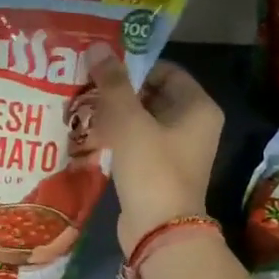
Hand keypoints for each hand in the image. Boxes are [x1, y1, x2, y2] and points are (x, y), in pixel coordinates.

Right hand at [88, 57, 222, 253]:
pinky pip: (136, 142)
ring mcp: (176, 149)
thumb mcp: (130, 122)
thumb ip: (113, 83)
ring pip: (142, 119)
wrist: (159, 232)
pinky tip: (88, 131)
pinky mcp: (158, 169)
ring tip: (81, 103)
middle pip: (152, 94)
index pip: (165, 71)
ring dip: (114, 113)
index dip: (134, 64)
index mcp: (198, 107)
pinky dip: (116, 136)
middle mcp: (193, 125)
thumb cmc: (152, 169)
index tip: (102, 62)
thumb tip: (97, 47)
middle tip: (85, 80)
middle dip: (120, 89)